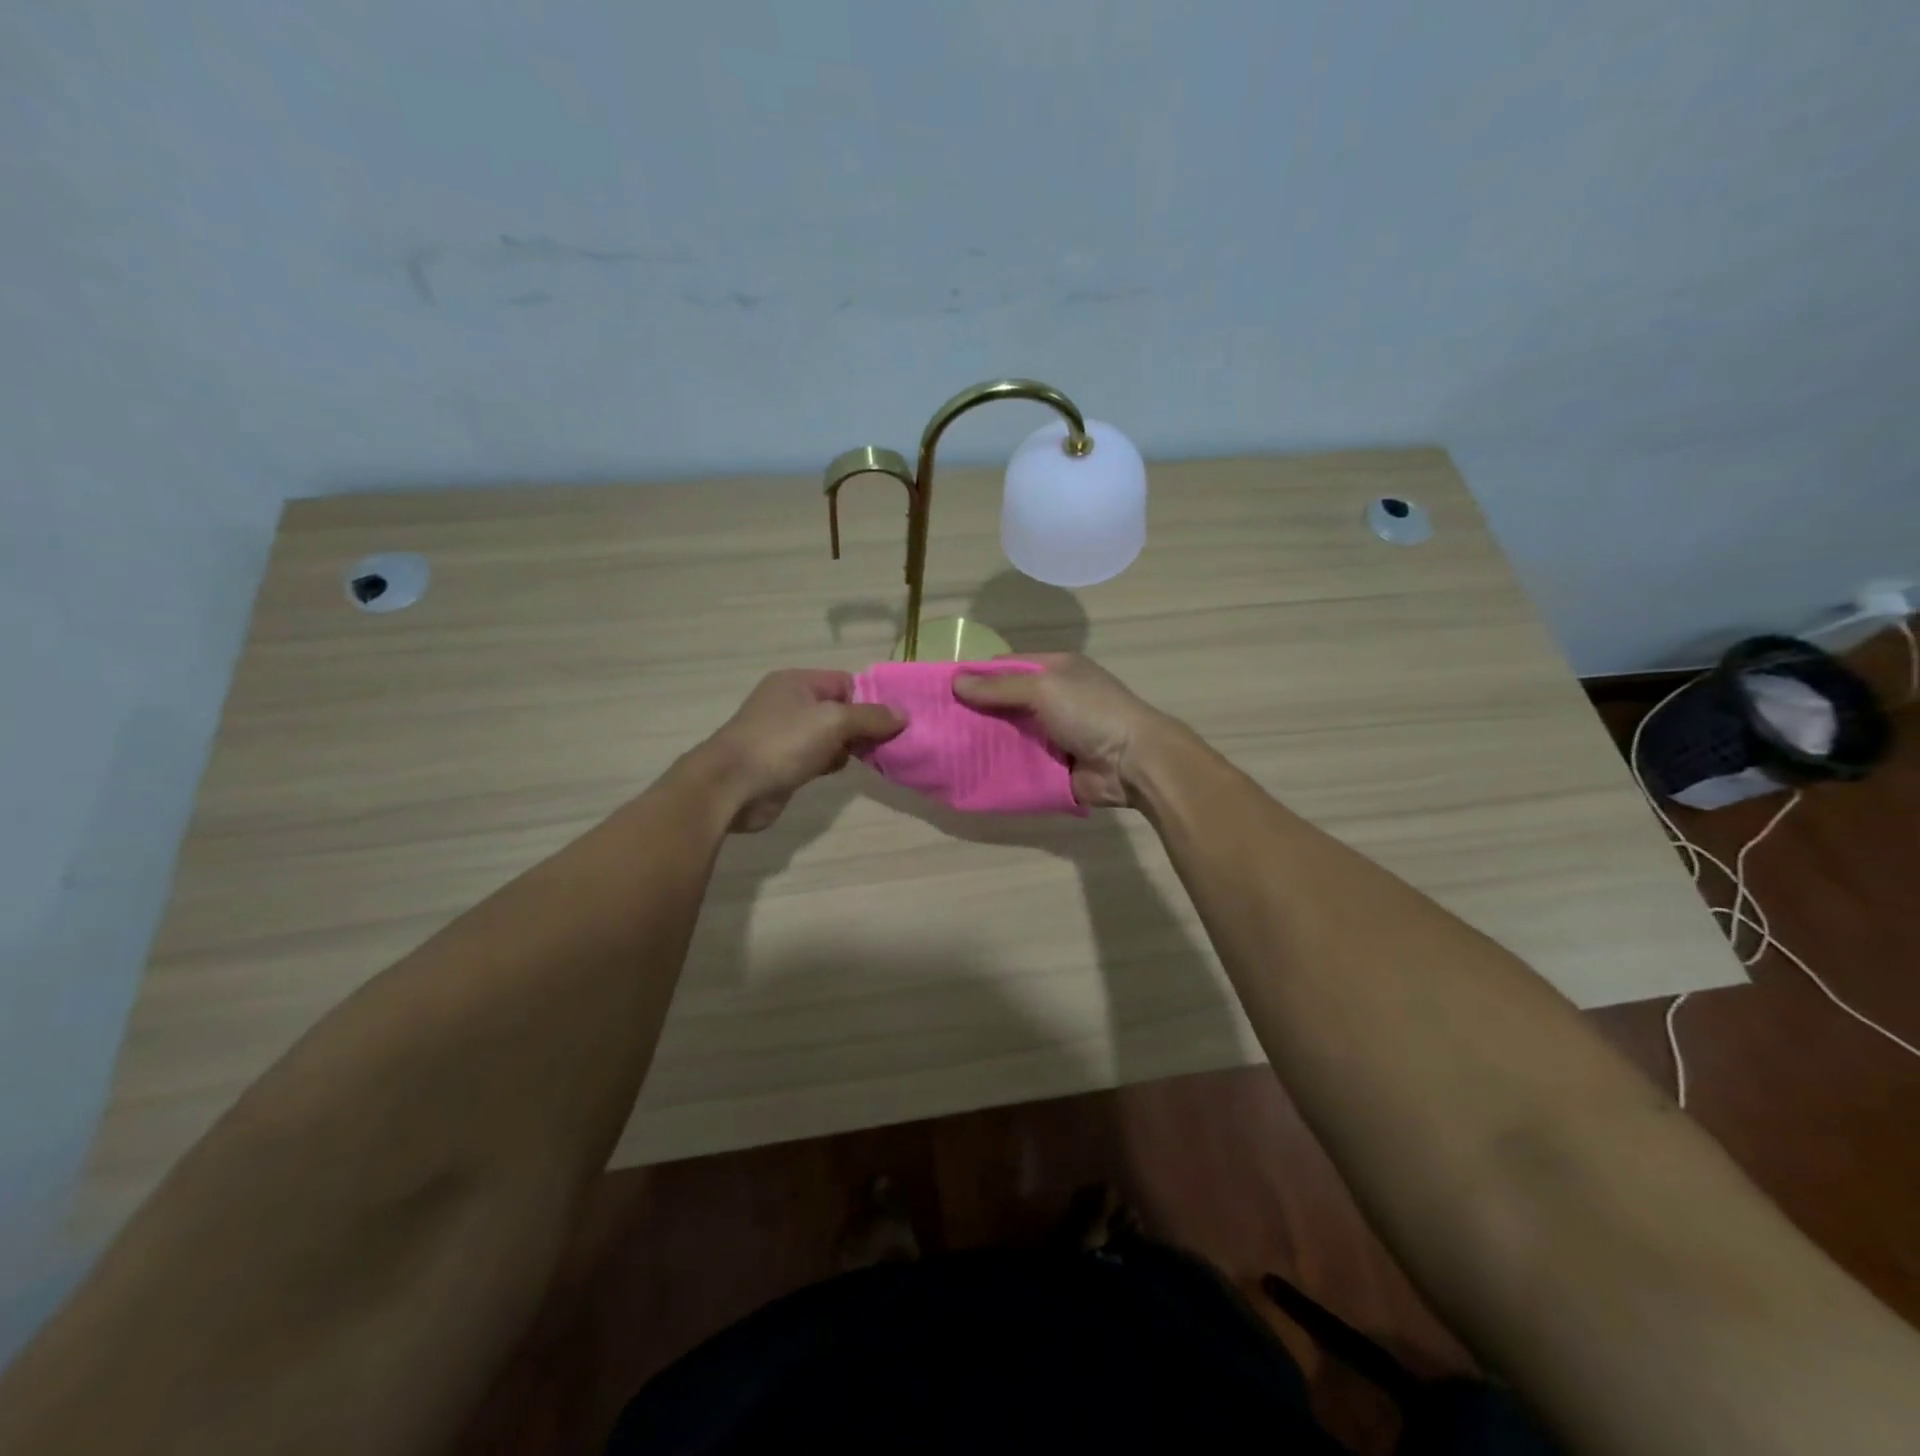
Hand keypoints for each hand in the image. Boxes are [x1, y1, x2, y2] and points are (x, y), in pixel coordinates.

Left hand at [700, 670, 904, 831]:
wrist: (731, 787)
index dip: (871, 700)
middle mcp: (790, 703)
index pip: (846, 682)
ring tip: (870, 759)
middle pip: (841, 709)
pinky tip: (839, 771)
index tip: (896, 721)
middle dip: (864, 726)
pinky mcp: (784, 763)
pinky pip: (818, 757)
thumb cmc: (782, 743)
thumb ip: (870, 717)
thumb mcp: (833, 722)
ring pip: (831, 736)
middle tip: (890, 743)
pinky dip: (831, 763)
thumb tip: (903, 715)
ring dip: (849, 748)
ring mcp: (785, 735)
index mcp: (797, 682)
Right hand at [952, 654, 1173, 808]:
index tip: (943, 690)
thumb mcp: (1044, 688)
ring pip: (1008, 735)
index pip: (1006, 666)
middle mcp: (1053, 699)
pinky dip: (997, 767)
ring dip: (983, 742)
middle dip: (975, 712)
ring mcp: (1052, 734)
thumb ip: (1000, 687)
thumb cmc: (1091, 712)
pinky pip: (1017, 763)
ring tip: (945, 749)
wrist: (1132, 763)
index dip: (976, 675)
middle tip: (937, 724)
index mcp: (1055, 670)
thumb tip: (956, 682)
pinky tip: (968, 772)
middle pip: (1004, 702)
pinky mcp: (1051, 765)